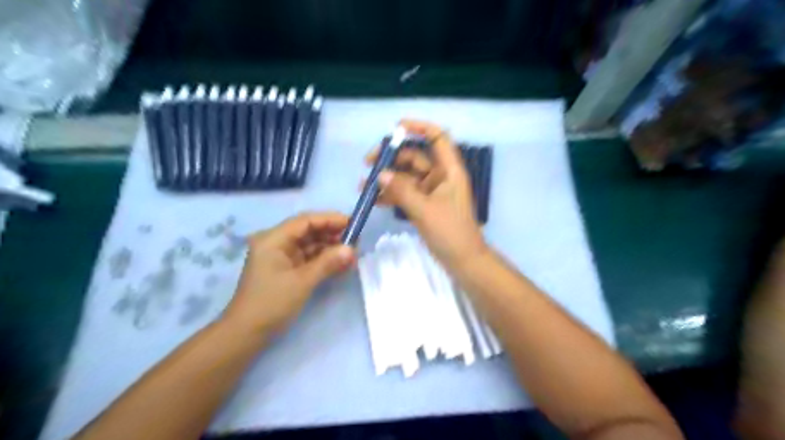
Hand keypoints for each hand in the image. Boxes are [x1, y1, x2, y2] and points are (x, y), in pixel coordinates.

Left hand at [223, 213, 354, 336]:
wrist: (246, 334)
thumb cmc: (271, 303)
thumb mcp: (302, 281)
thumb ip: (328, 262)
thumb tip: (351, 249)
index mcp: (273, 239)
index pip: (305, 221)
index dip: (330, 219)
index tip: (353, 223)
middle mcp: (276, 243)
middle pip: (308, 231)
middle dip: (332, 234)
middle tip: (355, 241)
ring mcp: (280, 257)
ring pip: (309, 245)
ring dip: (329, 248)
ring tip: (351, 254)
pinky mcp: (285, 269)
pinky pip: (307, 258)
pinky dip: (323, 260)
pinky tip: (340, 263)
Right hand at [365, 119, 489, 270]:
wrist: (463, 261)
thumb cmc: (450, 232)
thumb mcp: (424, 210)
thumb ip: (401, 191)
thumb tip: (380, 174)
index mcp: (449, 170)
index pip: (437, 138)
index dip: (419, 127)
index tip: (396, 128)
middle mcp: (440, 176)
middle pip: (415, 156)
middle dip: (392, 158)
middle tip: (368, 163)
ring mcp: (431, 192)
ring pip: (407, 177)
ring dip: (387, 178)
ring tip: (364, 185)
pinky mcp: (424, 205)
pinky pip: (406, 193)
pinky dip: (391, 194)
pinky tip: (374, 199)